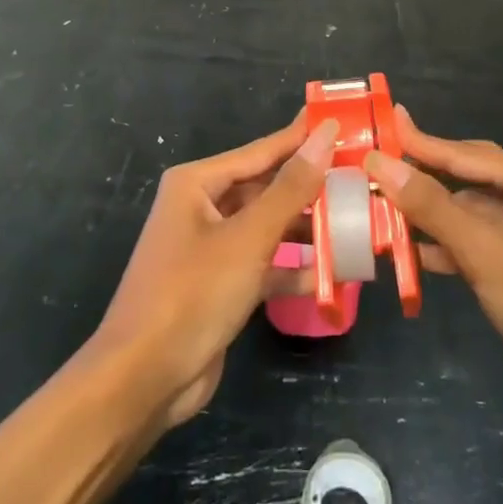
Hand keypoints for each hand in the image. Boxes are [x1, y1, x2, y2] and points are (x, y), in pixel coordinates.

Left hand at [90, 118, 336, 428]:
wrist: (143, 380)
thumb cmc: (192, 293)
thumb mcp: (248, 237)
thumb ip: (290, 188)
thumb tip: (324, 135)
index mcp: (197, 184)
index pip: (261, 151)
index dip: (302, 137)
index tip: (343, 123)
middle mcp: (202, 208)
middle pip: (266, 188)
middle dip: (309, 187)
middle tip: (359, 176)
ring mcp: (211, 248)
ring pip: (268, 226)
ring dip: (305, 228)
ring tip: (355, 221)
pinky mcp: (220, 284)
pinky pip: (263, 263)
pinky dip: (292, 267)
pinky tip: (331, 273)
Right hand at [365, 107, 502, 421]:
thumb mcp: (486, 253)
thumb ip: (432, 206)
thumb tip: (381, 161)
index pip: (459, 151)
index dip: (415, 141)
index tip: (380, 121)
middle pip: (463, 176)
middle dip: (419, 179)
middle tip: (371, 170)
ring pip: (468, 210)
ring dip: (429, 217)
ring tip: (380, 212)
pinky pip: (479, 239)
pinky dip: (449, 245)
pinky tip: (415, 253)